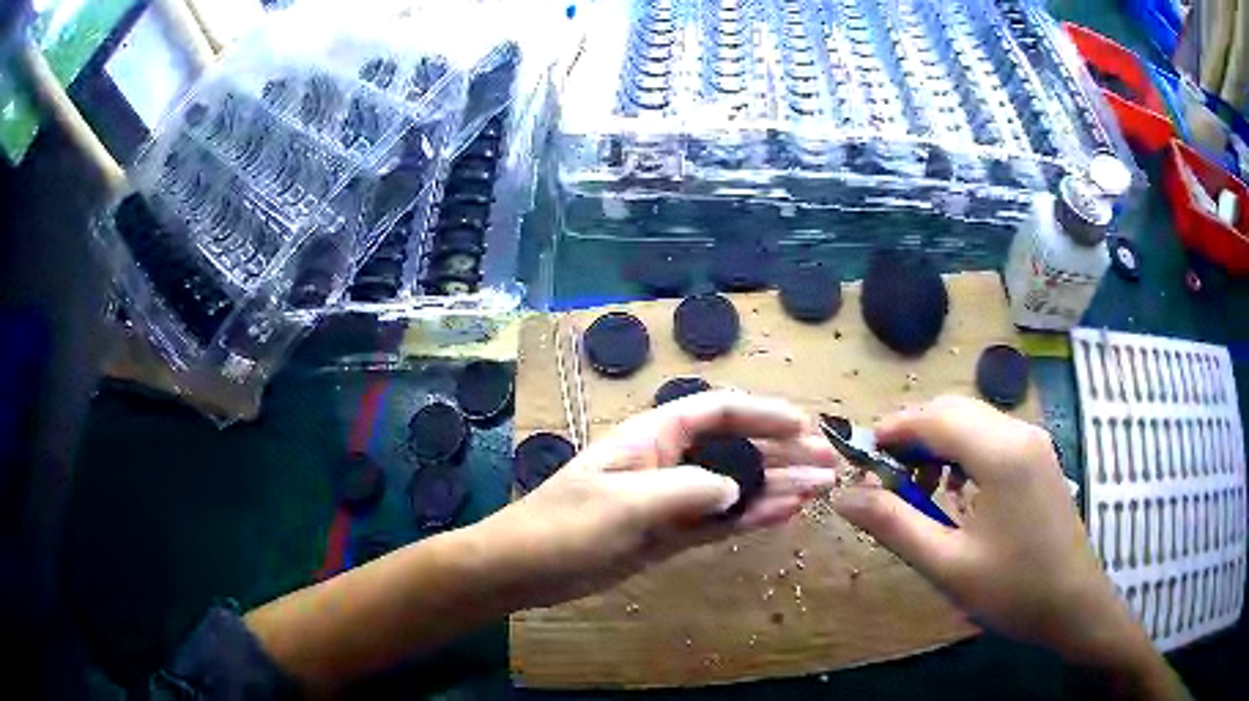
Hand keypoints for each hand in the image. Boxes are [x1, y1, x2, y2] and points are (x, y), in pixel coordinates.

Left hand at [475, 390, 840, 607]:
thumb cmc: (564, 527)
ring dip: (776, 486)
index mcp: (652, 437)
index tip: (804, 424)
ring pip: (734, 488)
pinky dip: (751, 516)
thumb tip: (736, 489)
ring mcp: (671, 500)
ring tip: (820, 488)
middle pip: (735, 448)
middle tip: (828, 461)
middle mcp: (668, 462)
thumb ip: (684, 491)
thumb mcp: (623, 504)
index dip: (763, 413)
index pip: (718, 412)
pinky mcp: (670, 534)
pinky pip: (719, 521)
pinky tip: (784, 513)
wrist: (526, 570)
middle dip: (782, 452)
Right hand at [831, 396, 1145, 665]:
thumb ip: (895, 525)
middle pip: (954, 411)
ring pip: (973, 421)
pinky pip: (992, 437)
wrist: (1073, 604)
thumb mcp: (947, 565)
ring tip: (917, 487)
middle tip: (883, 477)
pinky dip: (963, 451)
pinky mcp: (1039, 457)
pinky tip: (955, 490)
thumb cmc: (1012, 590)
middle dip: (914, 435)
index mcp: (1000, 454)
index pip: (935, 418)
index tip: (860, 456)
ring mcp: (1034, 442)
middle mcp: (1019, 432)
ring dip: (939, 442)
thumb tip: (844, 496)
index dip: (893, 430)